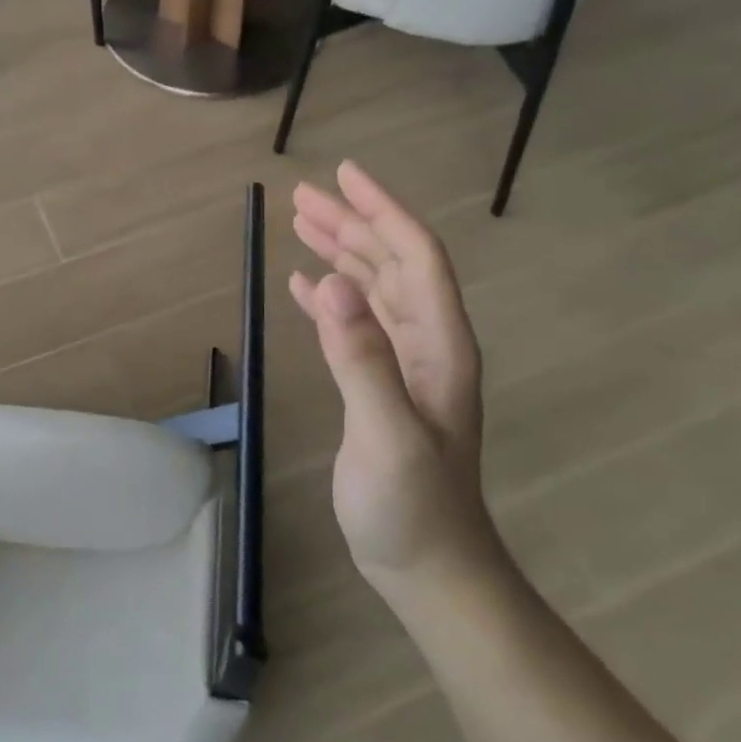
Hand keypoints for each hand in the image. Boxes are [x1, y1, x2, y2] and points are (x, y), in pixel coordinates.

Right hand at [290, 162, 499, 595]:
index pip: (414, 258)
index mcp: (438, 345)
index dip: (382, 211)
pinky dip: (330, 299)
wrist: (429, 567)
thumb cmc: (414, 507)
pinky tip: (305, 286)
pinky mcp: (380, 387)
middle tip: (302, 195)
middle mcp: (426, 344)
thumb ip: (362, 359)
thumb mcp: (387, 434)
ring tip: (301, 223)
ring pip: (372, 290)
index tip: (344, 174)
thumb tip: (330, 284)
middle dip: (351, 224)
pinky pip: (355, 326)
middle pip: (390, 265)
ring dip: (340, 254)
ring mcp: (404, 366)